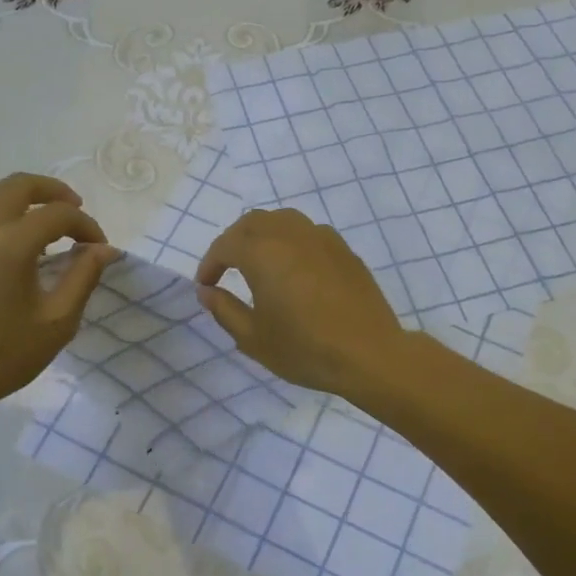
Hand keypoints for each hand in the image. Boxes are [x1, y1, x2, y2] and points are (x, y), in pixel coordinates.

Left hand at [0, 174, 119, 421]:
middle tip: (76, 209)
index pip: (58, 214)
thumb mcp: (57, 321)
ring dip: (24, 196)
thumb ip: (83, 277)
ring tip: (46, 219)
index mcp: (11, 243)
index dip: (86, 226)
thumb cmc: (3, 355)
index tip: (99, 248)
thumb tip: (104, 249)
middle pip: (19, 184)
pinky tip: (15, 239)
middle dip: (54, 191)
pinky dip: (1, 210)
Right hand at [195, 209, 407, 395]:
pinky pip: (308, 232)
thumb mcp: (253, 338)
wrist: (369, 354)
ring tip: (258, 261)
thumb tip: (207, 291)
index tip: (205, 285)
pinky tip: (293, 267)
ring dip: (262, 234)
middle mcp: (291, 235)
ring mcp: (322, 238)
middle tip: (226, 268)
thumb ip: (224, 310)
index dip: (210, 263)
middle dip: (233, 241)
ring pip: (283, 220)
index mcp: (263, 253)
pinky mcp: (344, 250)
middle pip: (253, 222)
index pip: (226, 245)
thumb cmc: (305, 349)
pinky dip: (290, 240)